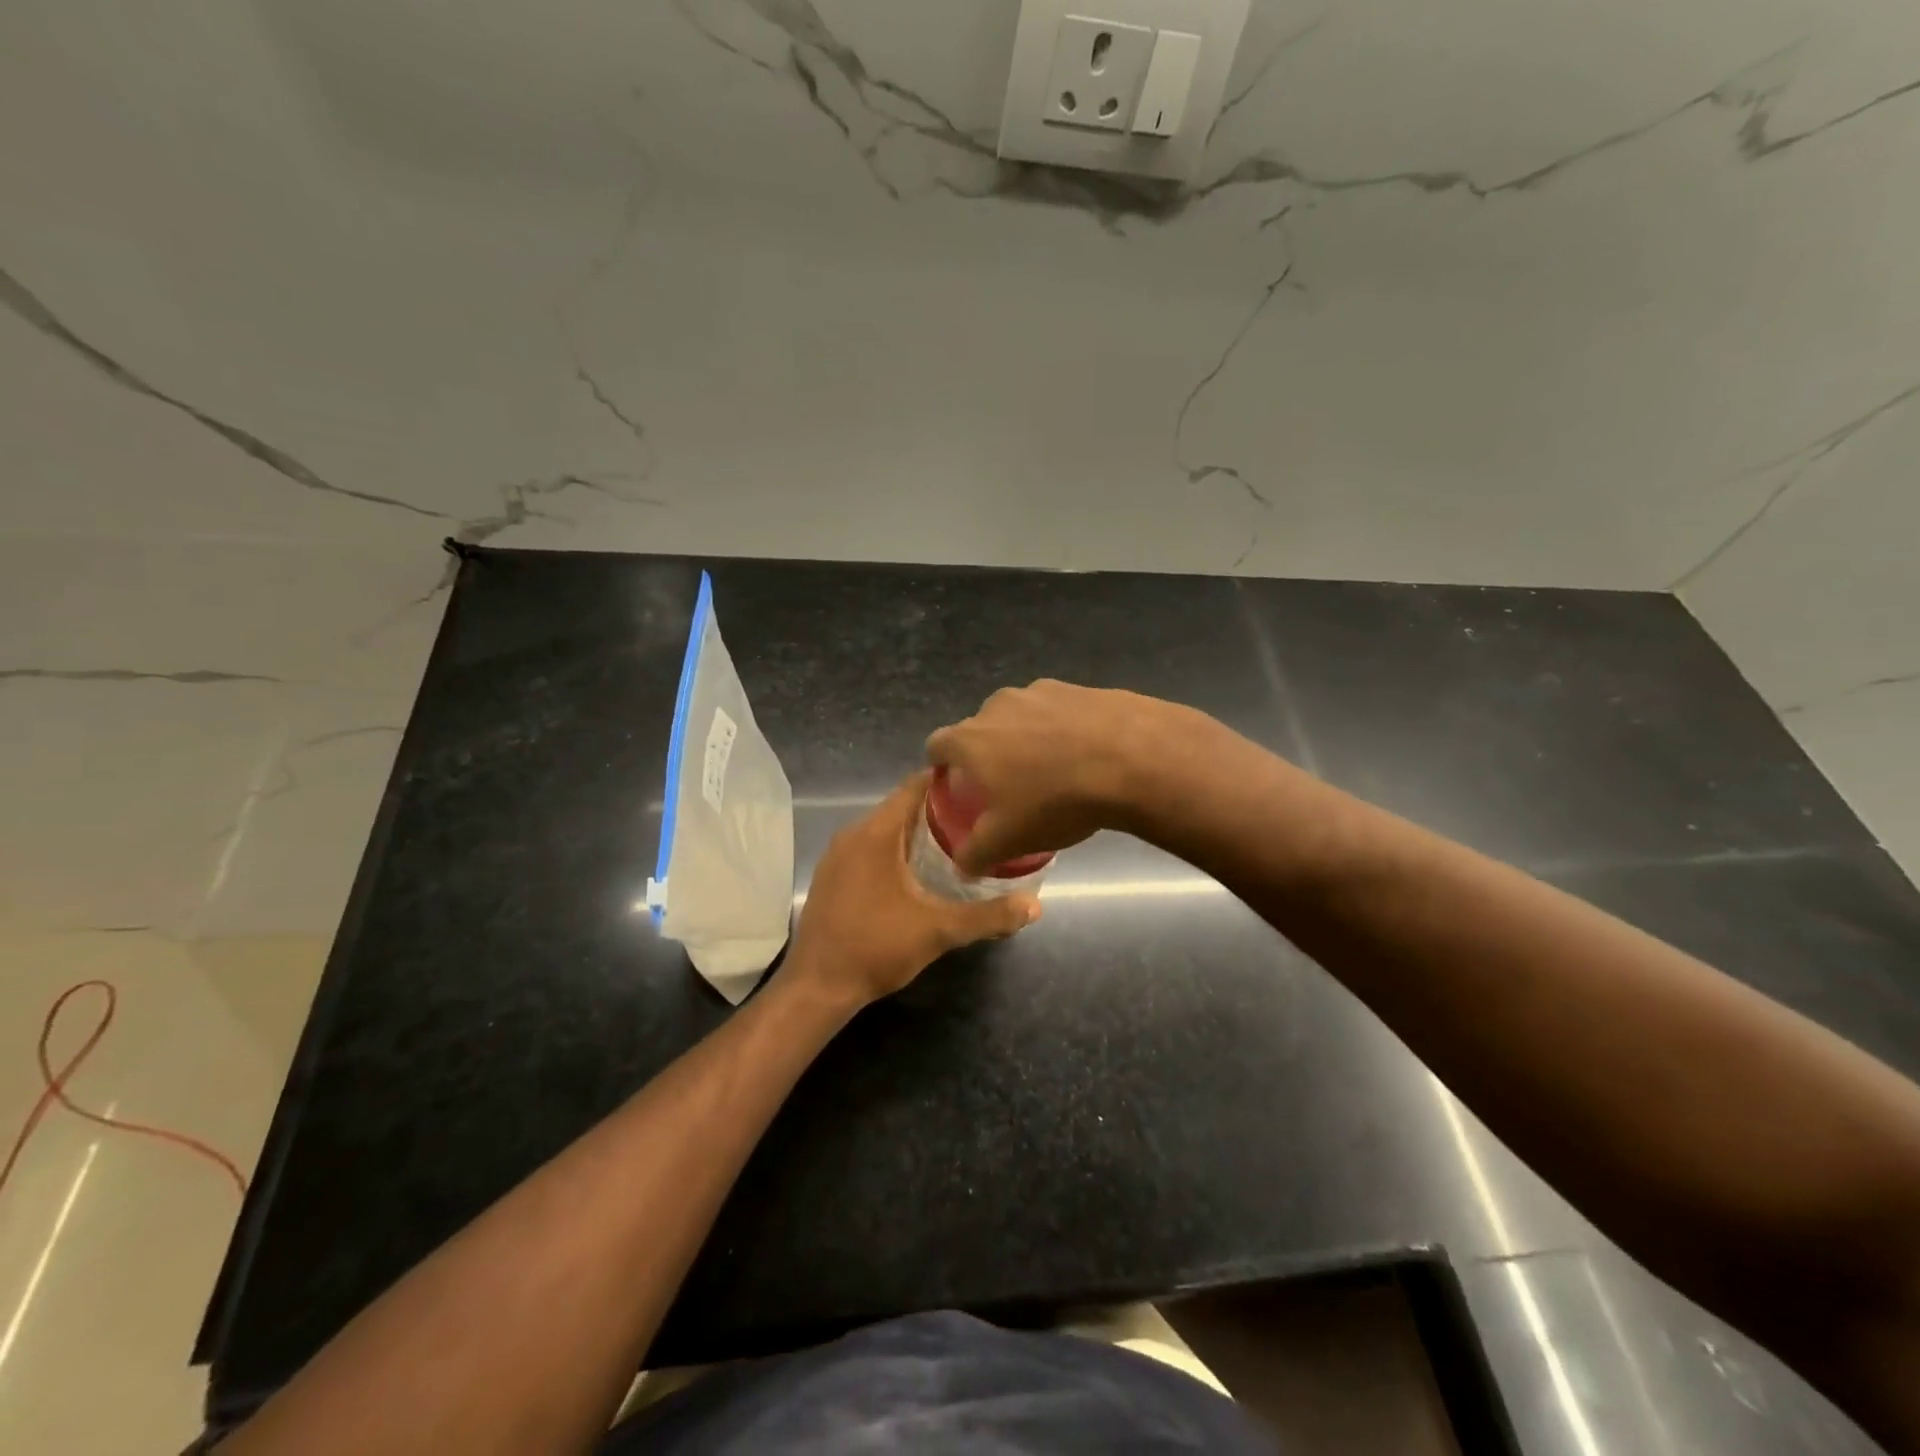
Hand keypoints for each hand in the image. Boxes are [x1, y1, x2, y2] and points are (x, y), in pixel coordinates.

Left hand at [787, 772, 1039, 1007]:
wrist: (818, 986)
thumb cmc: (876, 947)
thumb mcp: (939, 931)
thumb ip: (988, 916)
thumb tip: (1035, 906)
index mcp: (875, 833)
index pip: (914, 786)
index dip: (948, 782)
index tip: (981, 787)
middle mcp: (852, 834)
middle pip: (901, 806)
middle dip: (938, 809)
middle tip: (978, 818)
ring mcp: (837, 855)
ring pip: (884, 828)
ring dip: (916, 831)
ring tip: (957, 841)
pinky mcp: (832, 875)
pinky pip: (869, 847)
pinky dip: (895, 848)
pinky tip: (919, 870)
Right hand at [926, 680, 1205, 873]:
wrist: (1132, 759)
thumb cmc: (1055, 800)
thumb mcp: (1008, 840)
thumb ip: (975, 854)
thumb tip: (962, 867)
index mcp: (970, 738)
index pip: (936, 745)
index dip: (941, 767)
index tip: (957, 787)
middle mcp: (997, 705)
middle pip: (980, 730)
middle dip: (988, 754)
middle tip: (1009, 786)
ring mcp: (1040, 690)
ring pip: (1021, 717)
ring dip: (1027, 739)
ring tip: (1053, 771)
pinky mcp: (1079, 688)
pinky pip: (1059, 711)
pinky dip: (1063, 729)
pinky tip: (1087, 755)